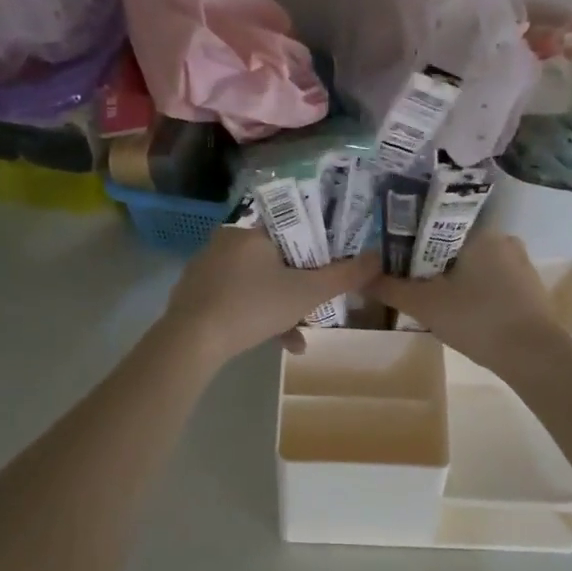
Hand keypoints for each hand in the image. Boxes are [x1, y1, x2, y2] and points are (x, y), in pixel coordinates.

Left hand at [162, 228, 380, 367]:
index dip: (315, 246)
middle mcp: (226, 241)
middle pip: (275, 258)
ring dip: (280, 308)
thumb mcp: (307, 293)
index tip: (328, 267)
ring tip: (297, 338)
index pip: (291, 227)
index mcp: (252, 231)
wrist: (191, 341)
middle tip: (314, 307)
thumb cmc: (253, 306)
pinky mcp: (194, 293)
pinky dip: (255, 316)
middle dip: (298, 286)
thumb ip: (345, 275)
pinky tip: (273, 343)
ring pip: (256, 282)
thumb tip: (379, 257)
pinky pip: (235, 297)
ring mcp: (206, 268)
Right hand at [368, 234, 566, 369]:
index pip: (435, 224)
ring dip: (452, 278)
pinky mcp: (530, 288)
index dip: (410, 240)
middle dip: (430, 262)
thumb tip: (359, 277)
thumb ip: (390, 288)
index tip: (392, 257)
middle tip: (407, 281)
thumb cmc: (477, 320)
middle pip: (453, 245)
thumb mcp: (425, 305)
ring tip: (431, 298)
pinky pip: (491, 280)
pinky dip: (474, 291)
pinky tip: (462, 311)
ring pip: (473, 264)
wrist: (535, 357)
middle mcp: (503, 238)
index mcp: (479, 231)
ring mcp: (520, 263)